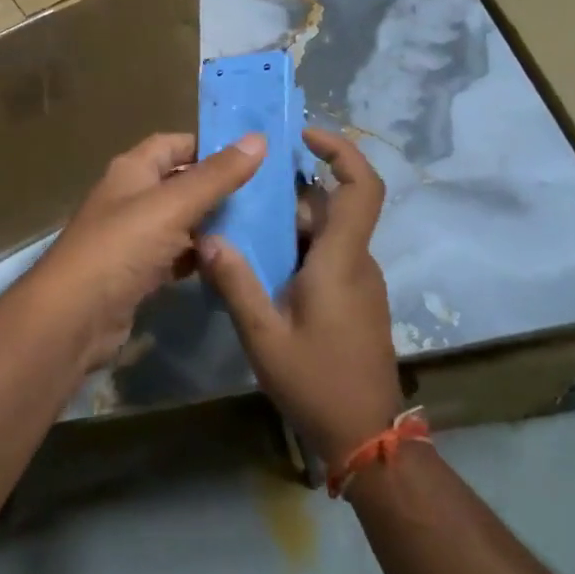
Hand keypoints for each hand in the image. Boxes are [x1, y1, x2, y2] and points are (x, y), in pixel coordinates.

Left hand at [29, 132, 266, 369]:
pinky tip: (228, 263)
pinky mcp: (137, 274)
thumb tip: (259, 139)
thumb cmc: (121, 247)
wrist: (75, 316)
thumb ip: (216, 175)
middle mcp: (130, 198)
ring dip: (211, 224)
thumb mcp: (173, 205)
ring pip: (179, 222)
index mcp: (132, 170)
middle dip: (217, 187)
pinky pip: (174, 257)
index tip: (253, 155)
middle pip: (178, 183)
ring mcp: (132, 238)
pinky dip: (198, 258)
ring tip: (258, 227)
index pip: (173, 144)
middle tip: (266, 195)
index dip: (209, 146)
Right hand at [200, 128, 403, 464]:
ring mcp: (359, 282)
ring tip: (242, 228)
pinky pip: (327, 257)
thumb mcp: (264, 335)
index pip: (361, 188)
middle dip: (291, 194)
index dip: (342, 151)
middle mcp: (357, 262)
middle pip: (331, 207)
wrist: (365, 437)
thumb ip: (235, 283)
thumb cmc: (317, 382)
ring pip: (326, 234)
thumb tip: (208, 237)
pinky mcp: (355, 301)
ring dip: (289, 225)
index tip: (306, 136)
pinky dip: (297, 249)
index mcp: (341, 260)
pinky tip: (261, 268)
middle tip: (244, 192)